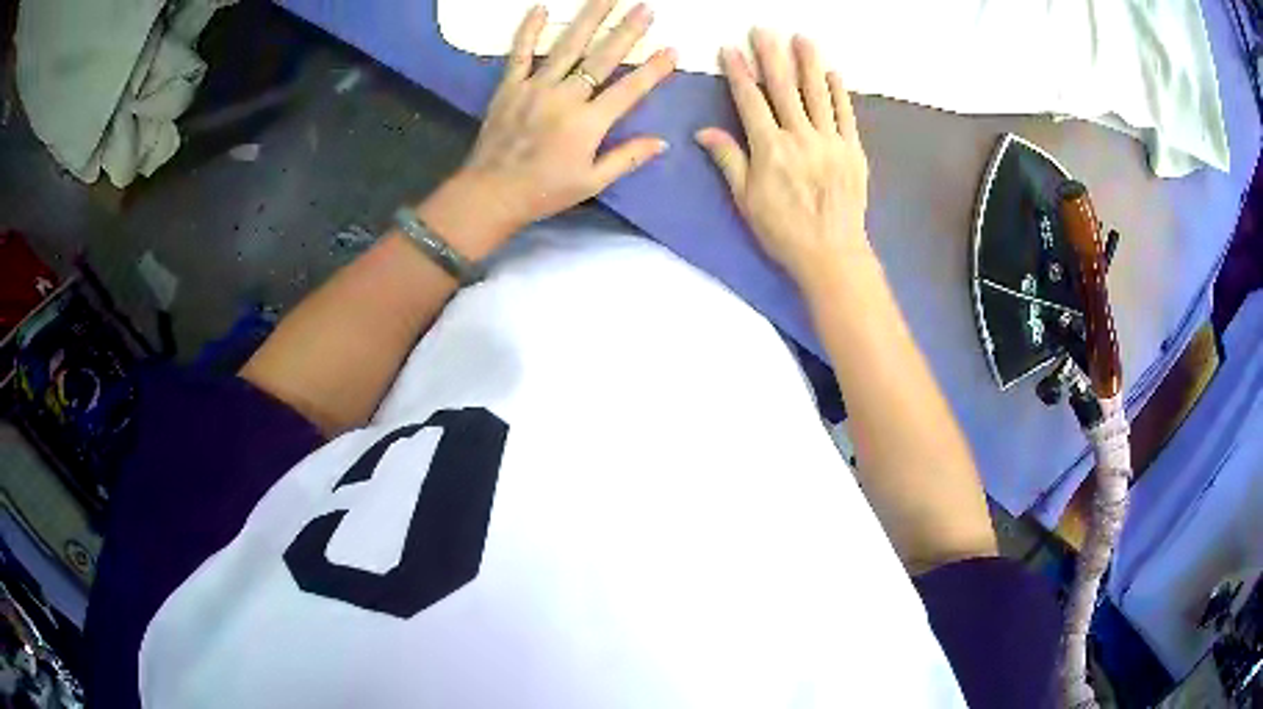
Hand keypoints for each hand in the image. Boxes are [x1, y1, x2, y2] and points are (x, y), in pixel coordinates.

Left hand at [454, 0, 676, 237]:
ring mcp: (535, 87)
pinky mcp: (509, 86)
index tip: (672, 50)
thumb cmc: (544, 191)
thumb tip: (661, 142)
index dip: (654, 69)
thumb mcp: (592, 183)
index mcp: (588, 123)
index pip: (629, 89)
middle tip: (644, 8)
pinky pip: (520, 53)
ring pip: (567, 46)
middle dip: (627, 31)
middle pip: (602, 57)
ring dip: (589, 18)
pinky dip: (528, 30)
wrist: (490, 194)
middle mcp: (565, 97)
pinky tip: (539, 8)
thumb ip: (627, 158)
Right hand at [697, 31, 870, 291]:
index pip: (751, 101)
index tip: (731, 49)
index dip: (739, 73)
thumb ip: (728, 159)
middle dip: (772, 55)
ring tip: (802, 38)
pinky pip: (845, 115)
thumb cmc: (783, 230)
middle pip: (784, 88)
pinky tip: (833, 72)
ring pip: (817, 94)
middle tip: (764, 29)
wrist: (832, 254)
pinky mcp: (853, 151)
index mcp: (770, 149)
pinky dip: (839, 92)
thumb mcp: (746, 199)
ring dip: (808, 63)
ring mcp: (830, 142)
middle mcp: (800, 138)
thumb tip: (704, 131)